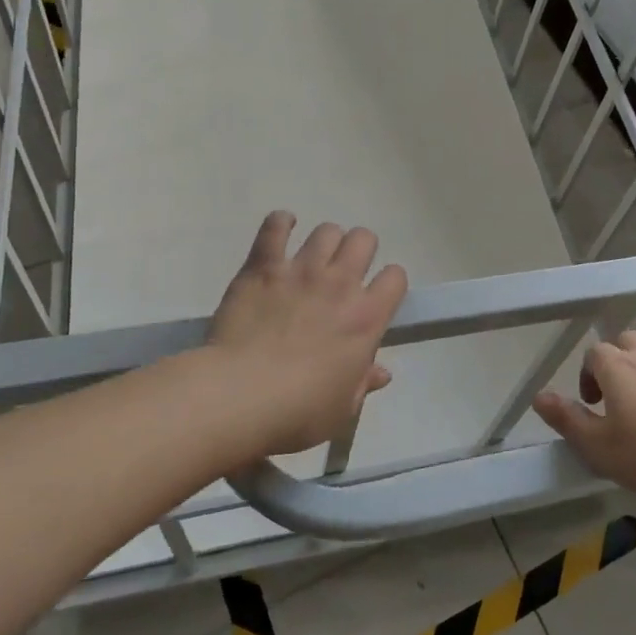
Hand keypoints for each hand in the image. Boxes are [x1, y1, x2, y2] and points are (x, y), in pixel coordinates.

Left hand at [207, 212, 407, 459]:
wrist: (240, 396)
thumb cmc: (298, 411)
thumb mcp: (342, 409)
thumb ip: (364, 383)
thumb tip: (382, 372)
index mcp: (366, 317)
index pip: (395, 278)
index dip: (389, 283)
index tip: (377, 296)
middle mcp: (340, 283)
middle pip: (364, 239)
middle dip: (359, 250)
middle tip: (345, 271)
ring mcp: (301, 270)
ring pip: (327, 230)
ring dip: (325, 241)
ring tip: (314, 257)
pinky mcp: (263, 266)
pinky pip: (275, 227)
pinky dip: (281, 223)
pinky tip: (282, 228)